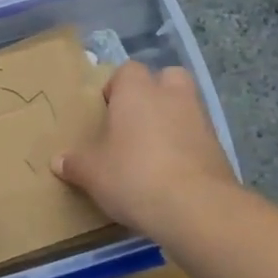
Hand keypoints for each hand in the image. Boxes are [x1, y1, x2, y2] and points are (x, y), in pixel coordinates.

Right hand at [52, 63, 236, 235]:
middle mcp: (172, 96)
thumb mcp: (93, 174)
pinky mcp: (219, 148)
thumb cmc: (134, 176)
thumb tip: (58, 161)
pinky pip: (198, 137)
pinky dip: (187, 148)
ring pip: (186, 107)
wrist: (196, 207)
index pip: (127, 70)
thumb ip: (75, 164)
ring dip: (172, 121)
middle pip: (167, 77)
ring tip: (152, 152)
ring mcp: (200, 120)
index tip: (106, 112)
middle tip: (135, 121)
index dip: (116, 88)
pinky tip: (172, 174)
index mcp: (137, 92)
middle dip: (154, 93)